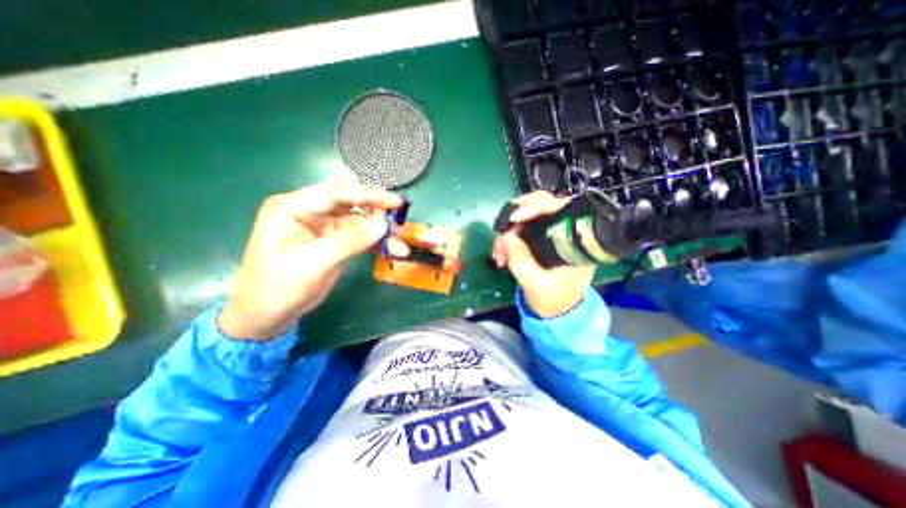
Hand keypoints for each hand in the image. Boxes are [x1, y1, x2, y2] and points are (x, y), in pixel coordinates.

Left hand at [217, 182, 400, 341]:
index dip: (368, 196)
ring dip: (380, 233)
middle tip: (400, 222)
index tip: (396, 202)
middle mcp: (309, 212)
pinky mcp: (332, 242)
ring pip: (358, 223)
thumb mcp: (314, 262)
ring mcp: (322, 228)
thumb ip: (350, 241)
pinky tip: (391, 250)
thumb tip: (383, 225)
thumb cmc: (279, 287)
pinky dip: (375, 243)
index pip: (336, 193)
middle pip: (350, 205)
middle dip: (377, 214)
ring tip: (400, 244)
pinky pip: (359, 237)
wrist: (265, 316)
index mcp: (294, 207)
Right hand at [492, 191, 599, 317]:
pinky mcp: (541, 239)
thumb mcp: (536, 284)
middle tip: (500, 237)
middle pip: (541, 206)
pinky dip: (508, 238)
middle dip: (515, 220)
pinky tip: (501, 254)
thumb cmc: (554, 300)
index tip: (513, 219)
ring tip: (498, 254)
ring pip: (527, 218)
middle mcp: (566, 232)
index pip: (560, 207)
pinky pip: (522, 229)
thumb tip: (506, 237)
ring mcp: (553, 234)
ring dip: (508, 232)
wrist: (557, 312)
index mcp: (576, 242)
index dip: (535, 206)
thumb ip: (521, 261)